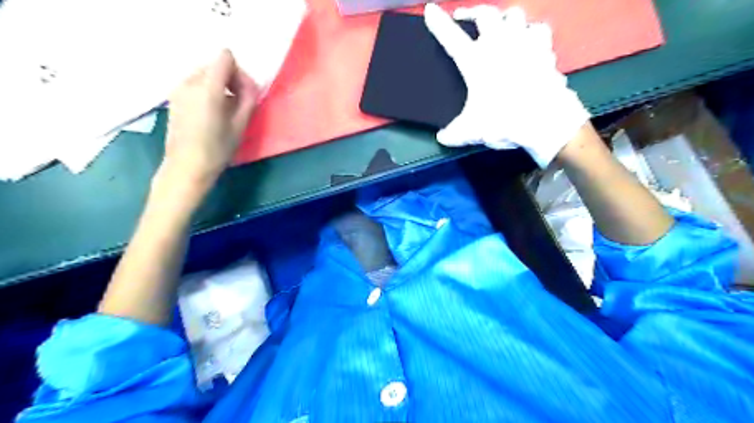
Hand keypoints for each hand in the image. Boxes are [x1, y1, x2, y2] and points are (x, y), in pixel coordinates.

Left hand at [161, 50, 259, 192]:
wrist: (186, 167)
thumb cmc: (217, 149)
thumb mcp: (240, 125)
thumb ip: (248, 99)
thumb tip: (250, 85)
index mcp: (208, 88)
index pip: (225, 57)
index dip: (239, 71)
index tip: (244, 92)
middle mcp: (189, 82)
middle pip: (214, 65)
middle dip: (230, 78)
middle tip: (239, 102)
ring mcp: (178, 89)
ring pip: (204, 74)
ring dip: (219, 85)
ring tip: (226, 110)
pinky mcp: (173, 98)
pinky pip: (194, 84)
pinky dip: (207, 91)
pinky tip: (212, 113)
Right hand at [423, 3, 588, 167]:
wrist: (544, 120)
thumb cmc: (503, 120)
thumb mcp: (471, 131)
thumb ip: (453, 133)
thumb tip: (442, 138)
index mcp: (475, 61)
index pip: (451, 38)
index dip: (438, 23)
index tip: (430, 10)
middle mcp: (499, 44)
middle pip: (485, 14)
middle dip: (473, 12)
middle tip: (465, 17)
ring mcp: (524, 42)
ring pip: (514, 14)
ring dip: (505, 19)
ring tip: (501, 28)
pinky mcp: (545, 49)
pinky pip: (539, 31)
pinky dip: (532, 34)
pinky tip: (529, 42)